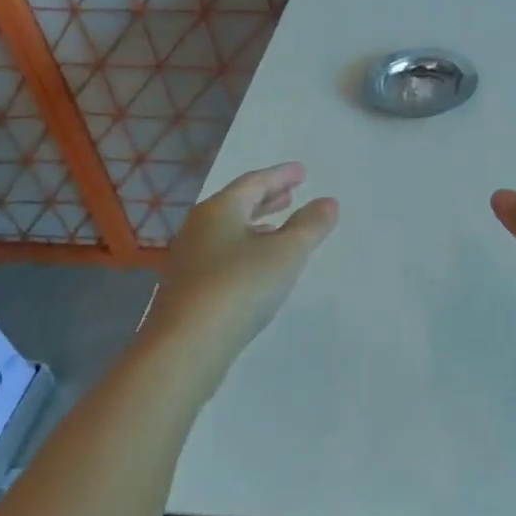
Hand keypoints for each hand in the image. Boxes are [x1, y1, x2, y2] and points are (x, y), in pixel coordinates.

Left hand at [143, 162, 338, 364]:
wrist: (187, 344)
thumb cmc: (240, 286)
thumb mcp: (286, 253)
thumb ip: (310, 225)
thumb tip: (328, 202)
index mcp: (220, 210)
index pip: (254, 182)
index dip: (280, 175)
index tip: (302, 171)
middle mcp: (199, 227)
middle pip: (237, 204)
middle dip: (266, 198)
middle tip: (290, 194)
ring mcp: (190, 258)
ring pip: (228, 230)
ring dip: (255, 224)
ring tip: (278, 227)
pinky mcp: (188, 288)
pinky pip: (222, 254)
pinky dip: (244, 248)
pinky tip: (256, 266)